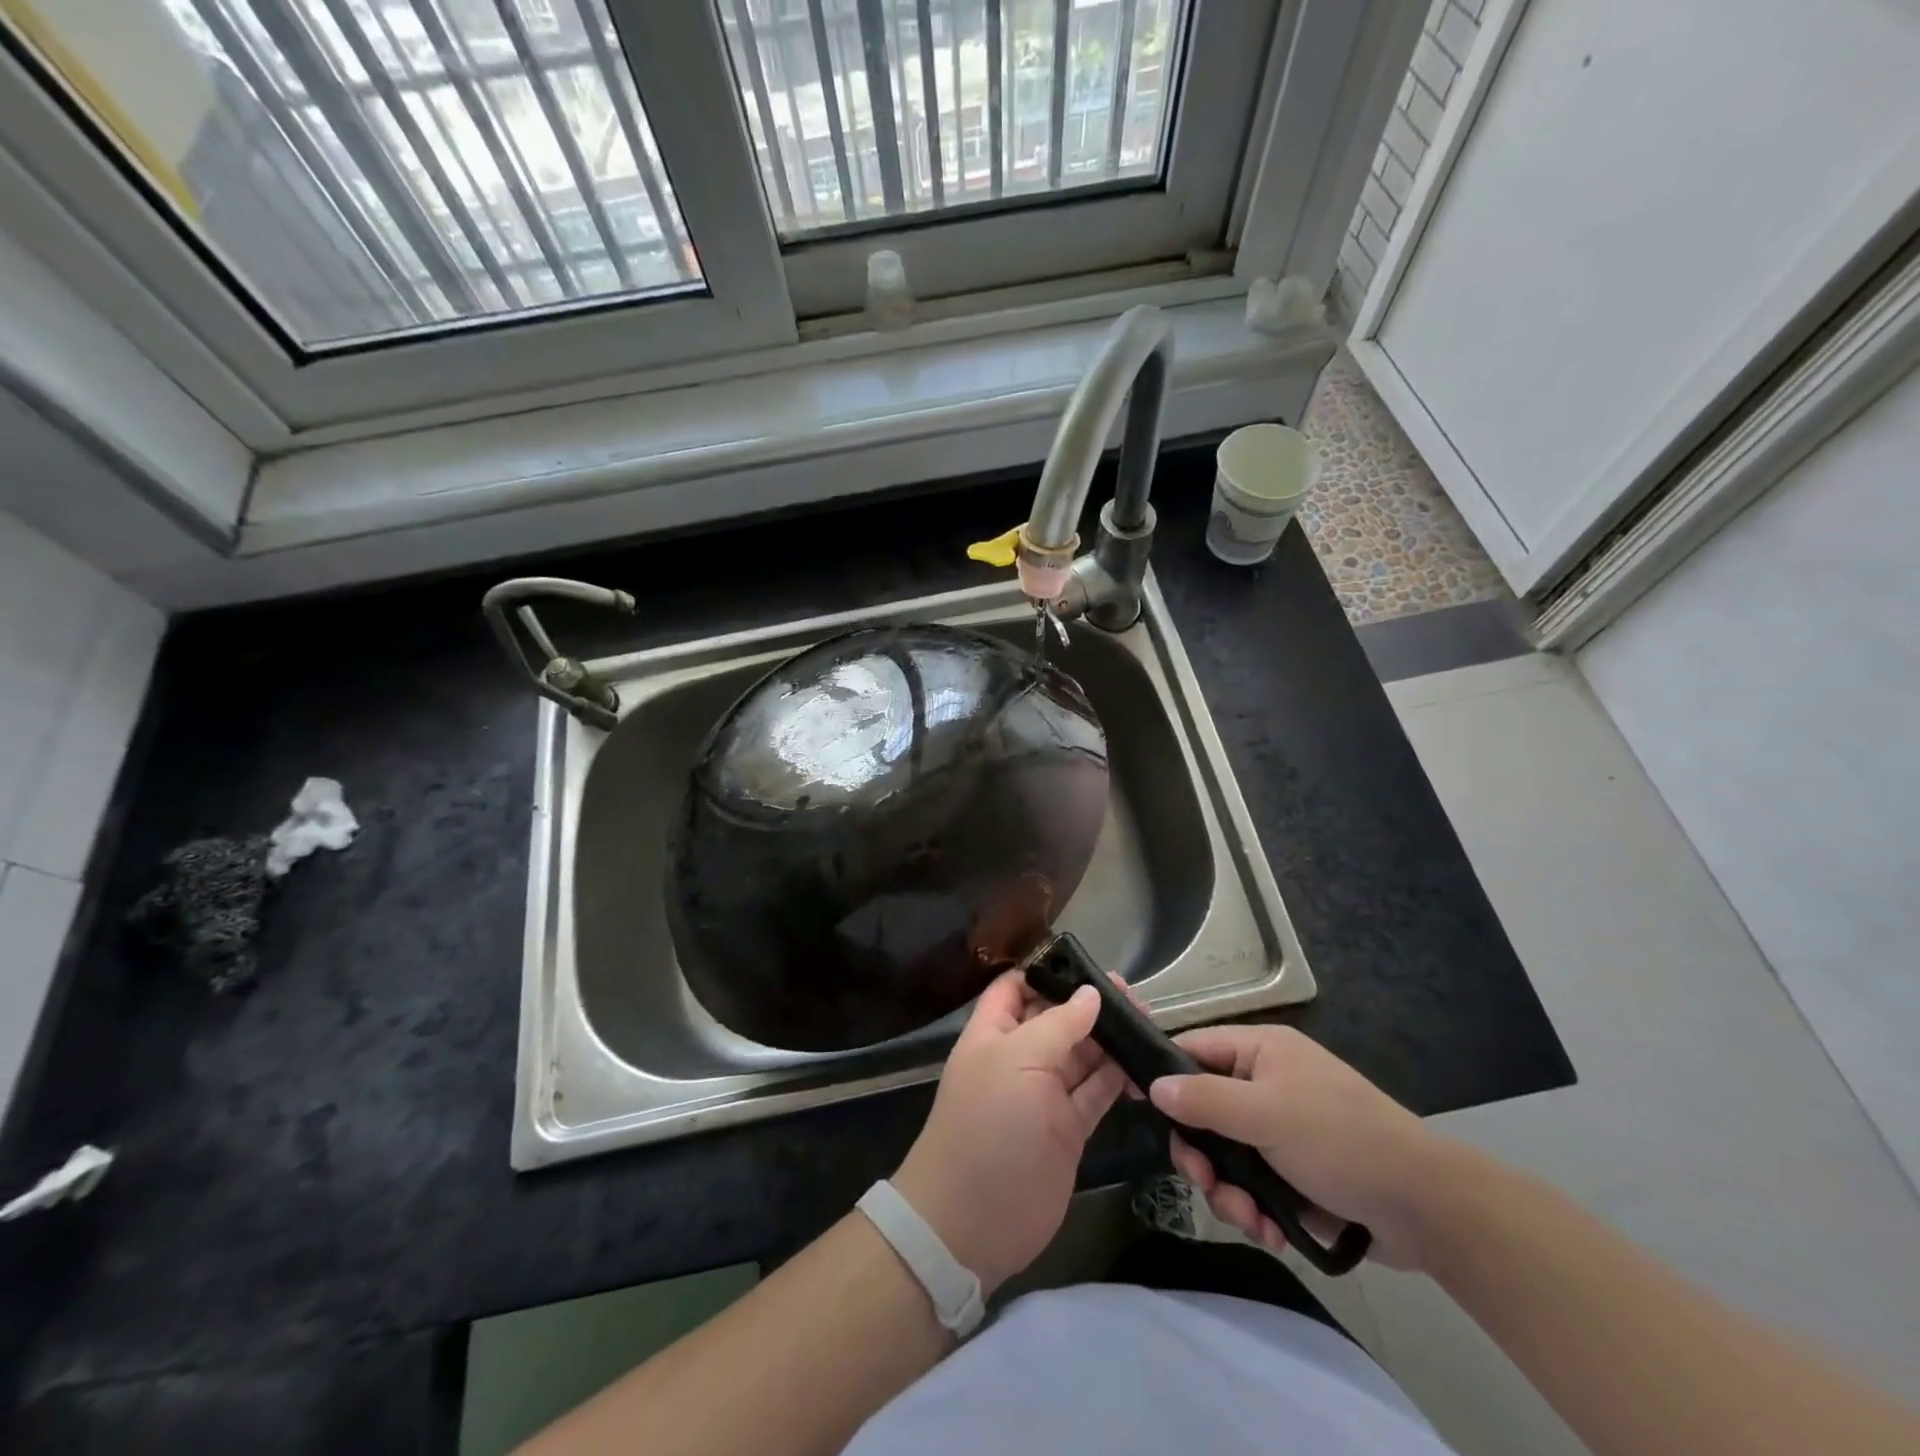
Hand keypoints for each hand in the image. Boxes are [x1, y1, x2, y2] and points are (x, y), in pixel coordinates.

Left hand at [893, 972, 1125, 1295]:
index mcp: (995, 1033)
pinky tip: (1144, 1065)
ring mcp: (1045, 1094)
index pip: (1017, 987)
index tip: (1089, 963)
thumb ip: (1059, 1025)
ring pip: (1082, 1054)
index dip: (1047, 971)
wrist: (973, 1221)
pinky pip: (1097, 1092)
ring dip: (1111, 1039)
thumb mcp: (1018, 1061)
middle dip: (1090, 1004)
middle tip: (1135, 996)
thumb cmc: (988, 1126)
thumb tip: (1091, 994)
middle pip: (1057, 1018)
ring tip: (1149, 1022)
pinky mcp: (1069, 1128)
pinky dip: (1118, 1077)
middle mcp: (1020, 1057)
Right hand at [1148, 1025, 1456, 1270]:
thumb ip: (1205, 1100)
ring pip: (1226, 1154)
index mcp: (1260, 1050)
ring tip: (1250, 1221)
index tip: (1147, 1114)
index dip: (1166, 1077)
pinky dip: (1255, 1208)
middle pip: (1204, 1110)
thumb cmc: (1339, 1140)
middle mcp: (1265, 1082)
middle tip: (1206, 1184)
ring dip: (1229, 1191)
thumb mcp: (1265, 1114)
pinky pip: (1253, 1183)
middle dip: (1202, 1155)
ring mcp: (1281, 1128)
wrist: (1425, 1206)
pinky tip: (1271, 1232)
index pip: (1193, 1049)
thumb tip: (1153, 1087)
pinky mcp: (1295, 1171)